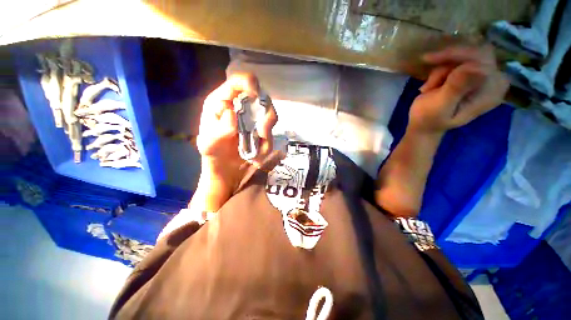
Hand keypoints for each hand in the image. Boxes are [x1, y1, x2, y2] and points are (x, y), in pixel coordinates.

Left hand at [196, 73, 277, 187]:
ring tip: (257, 148)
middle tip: (261, 133)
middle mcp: (241, 107)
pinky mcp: (262, 132)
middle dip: (264, 115)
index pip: (239, 81)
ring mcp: (254, 120)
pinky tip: (257, 155)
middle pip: (261, 97)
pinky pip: (271, 134)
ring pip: (270, 115)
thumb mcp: (209, 143)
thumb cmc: (214, 153)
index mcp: (224, 102)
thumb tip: (231, 113)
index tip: (255, 96)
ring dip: (266, 132)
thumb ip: (219, 129)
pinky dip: (266, 145)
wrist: (226, 169)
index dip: (249, 83)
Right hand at [409, 44, 508, 132]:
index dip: (460, 56)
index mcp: (491, 91)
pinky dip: (442, 68)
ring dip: (442, 67)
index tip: (434, 60)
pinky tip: (433, 84)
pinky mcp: (472, 75)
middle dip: (449, 60)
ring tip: (430, 87)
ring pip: (464, 54)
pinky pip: (458, 59)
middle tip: (428, 65)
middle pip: (476, 52)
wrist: (423, 124)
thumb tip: (474, 68)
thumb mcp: (440, 107)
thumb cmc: (429, 119)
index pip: (484, 59)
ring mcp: (483, 77)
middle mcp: (493, 81)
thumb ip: (456, 89)